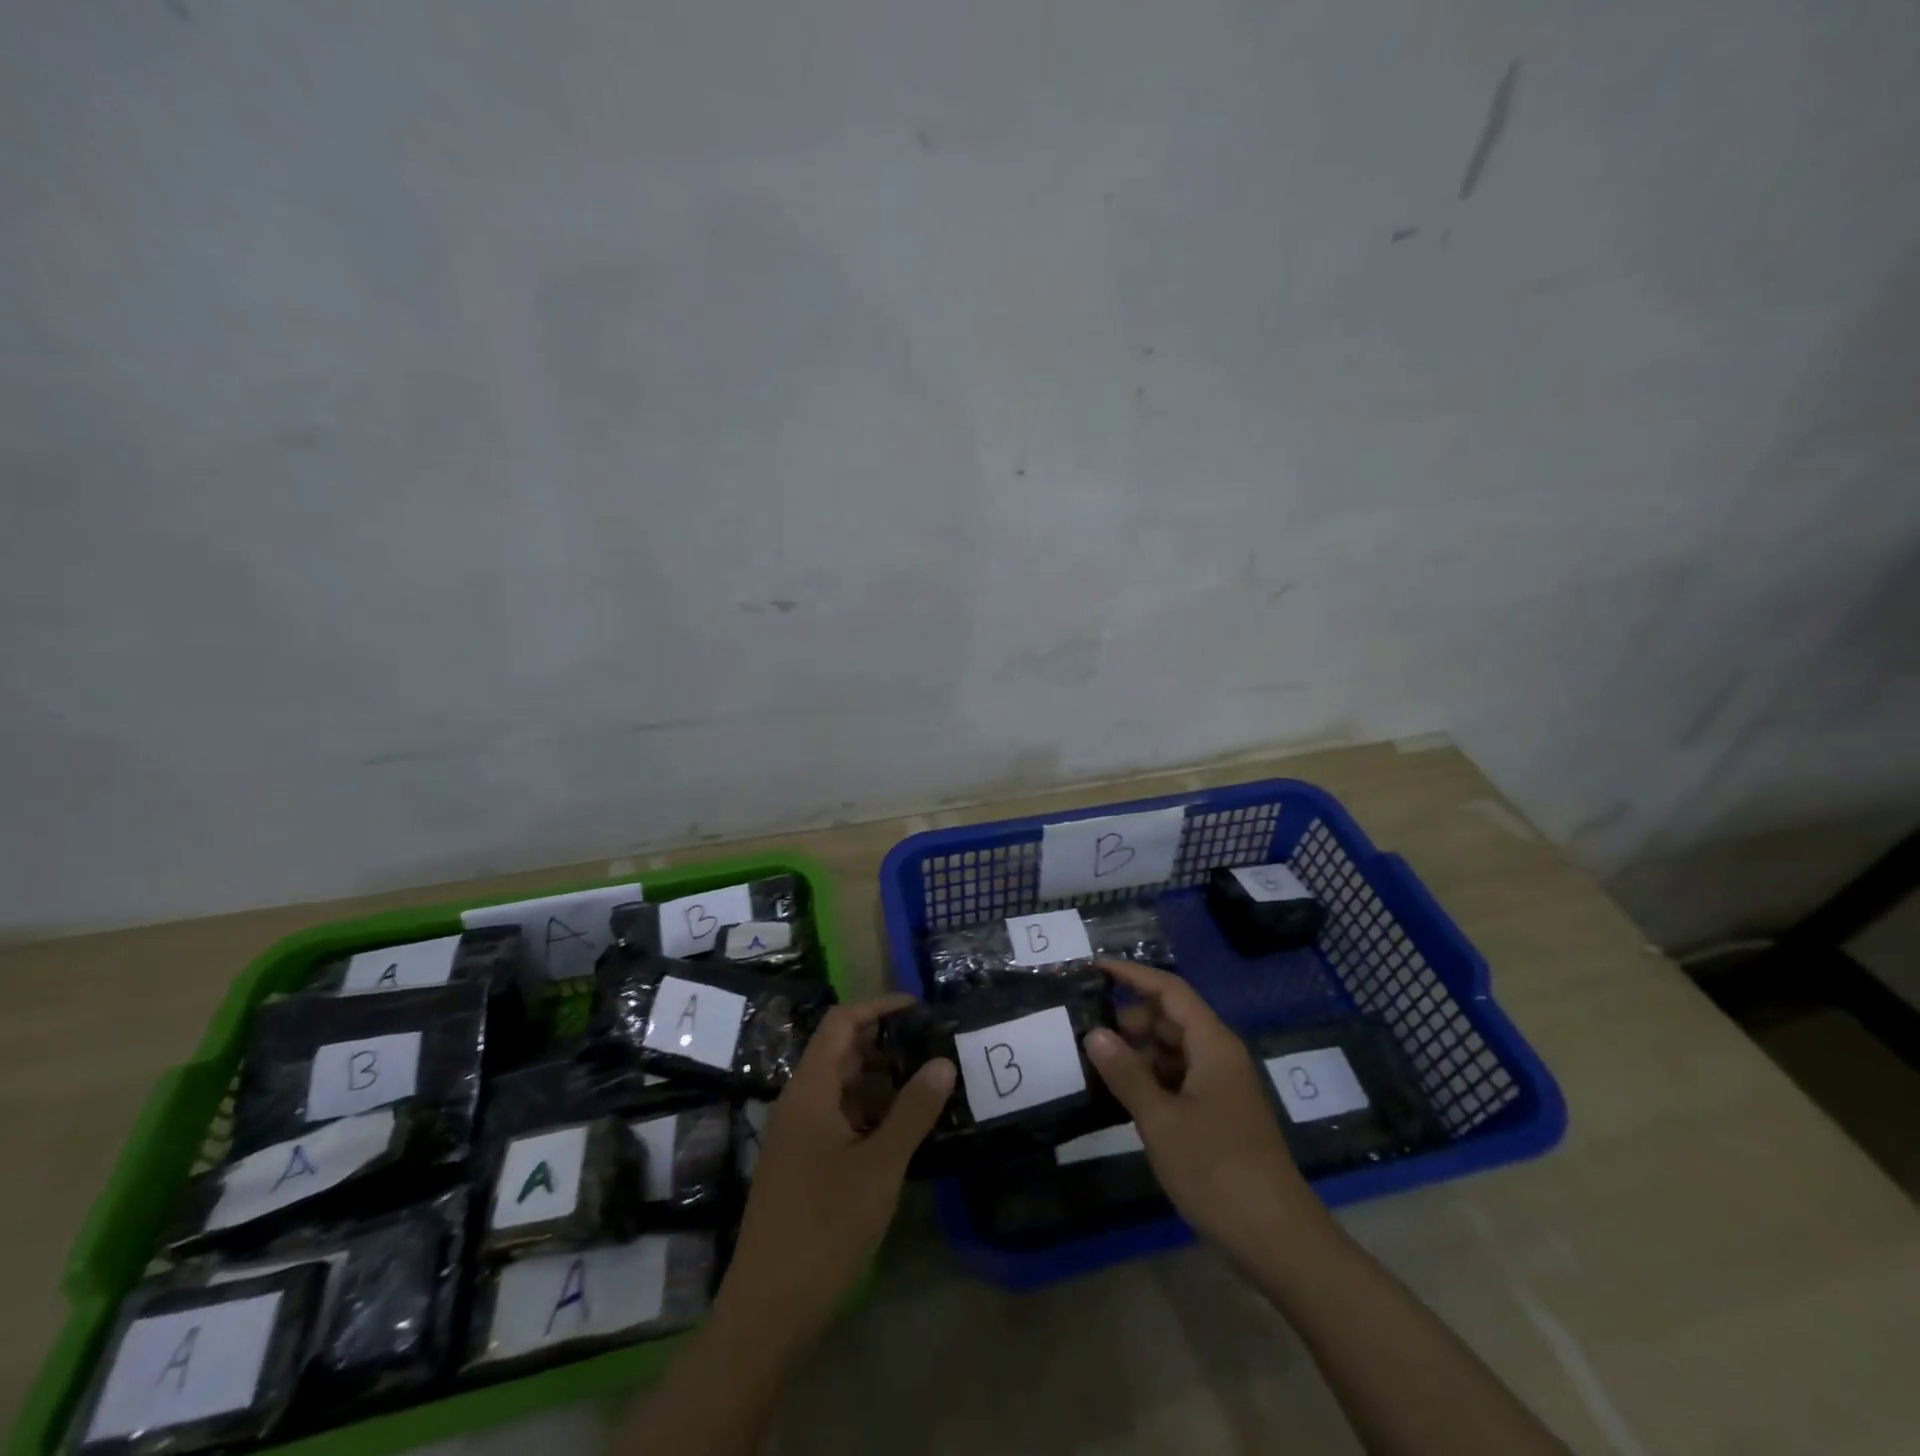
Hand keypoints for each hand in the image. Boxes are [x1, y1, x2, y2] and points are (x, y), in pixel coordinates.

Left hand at [717, 995, 953, 1344]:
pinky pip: (841, 1120)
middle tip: (934, 1049)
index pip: (841, 1023)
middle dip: (887, 1045)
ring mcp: (799, 1136)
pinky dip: (872, 1114)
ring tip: (929, 1087)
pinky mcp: (804, 1164)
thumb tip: (943, 1061)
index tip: (919, 1008)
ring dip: (883, 1082)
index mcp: (810, 1090)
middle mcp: (800, 1103)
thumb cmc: (824, 1226)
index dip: (878, 1007)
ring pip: (844, 1089)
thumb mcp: (879, 1165)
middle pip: (843, 1053)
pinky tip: (904, 1131)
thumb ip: (913, 1111)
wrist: (769, 1309)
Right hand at [1083, 959, 1327, 1263]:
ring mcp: (1221, 1087)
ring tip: (1098, 1068)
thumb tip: (1094, 1033)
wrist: (1278, 1241)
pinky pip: (1179, 1079)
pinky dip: (1152, 1080)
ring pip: (1173, 1051)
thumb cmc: (1218, 1171)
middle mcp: (1220, 1056)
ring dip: (1138, 1054)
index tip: (1095, 969)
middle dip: (1130, 1021)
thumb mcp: (1162, 1121)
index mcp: (1213, 1045)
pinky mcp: (1219, 1115)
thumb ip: (1126, 1073)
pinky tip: (1125, 1099)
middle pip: (1170, 1019)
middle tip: (1089, 1038)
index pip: (1169, 990)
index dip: (1133, 975)